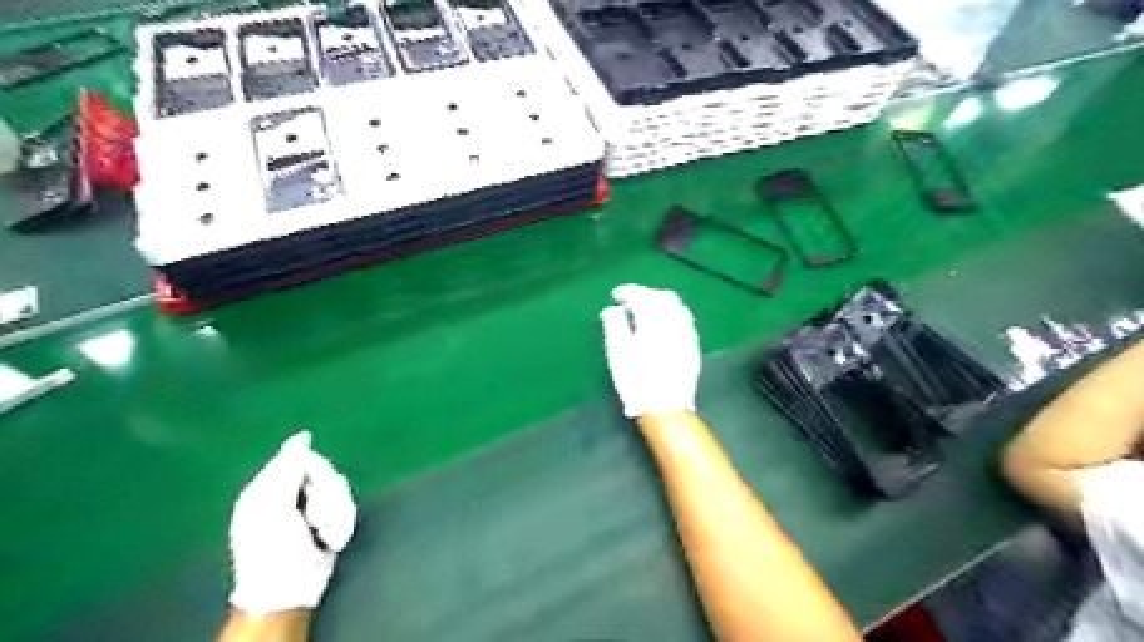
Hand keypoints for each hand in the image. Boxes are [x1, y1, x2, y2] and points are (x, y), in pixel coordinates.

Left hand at [228, 431, 356, 616]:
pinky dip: (343, 524)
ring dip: (337, 514)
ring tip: (326, 535)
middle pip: (327, 474)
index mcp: (269, 487)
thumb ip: (287, 468)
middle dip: (328, 498)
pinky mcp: (328, 521)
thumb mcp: (272, 506)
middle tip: (317, 520)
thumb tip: (301, 437)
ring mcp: (310, 508)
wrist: (290, 590)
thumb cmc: (273, 549)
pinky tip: (333, 540)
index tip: (311, 492)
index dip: (314, 473)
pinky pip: (347, 507)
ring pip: (340, 490)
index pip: (304, 458)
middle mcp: (290, 493)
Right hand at [595, 282, 702, 418]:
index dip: (627, 292)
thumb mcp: (617, 352)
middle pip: (663, 297)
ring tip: (646, 312)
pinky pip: (685, 320)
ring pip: (677, 307)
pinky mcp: (693, 347)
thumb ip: (614, 325)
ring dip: (660, 303)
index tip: (615, 295)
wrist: (666, 408)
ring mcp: (687, 334)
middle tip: (630, 302)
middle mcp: (674, 322)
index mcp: (654, 321)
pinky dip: (672, 315)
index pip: (642, 296)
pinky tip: (663, 326)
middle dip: (646, 294)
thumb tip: (611, 309)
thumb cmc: (637, 380)